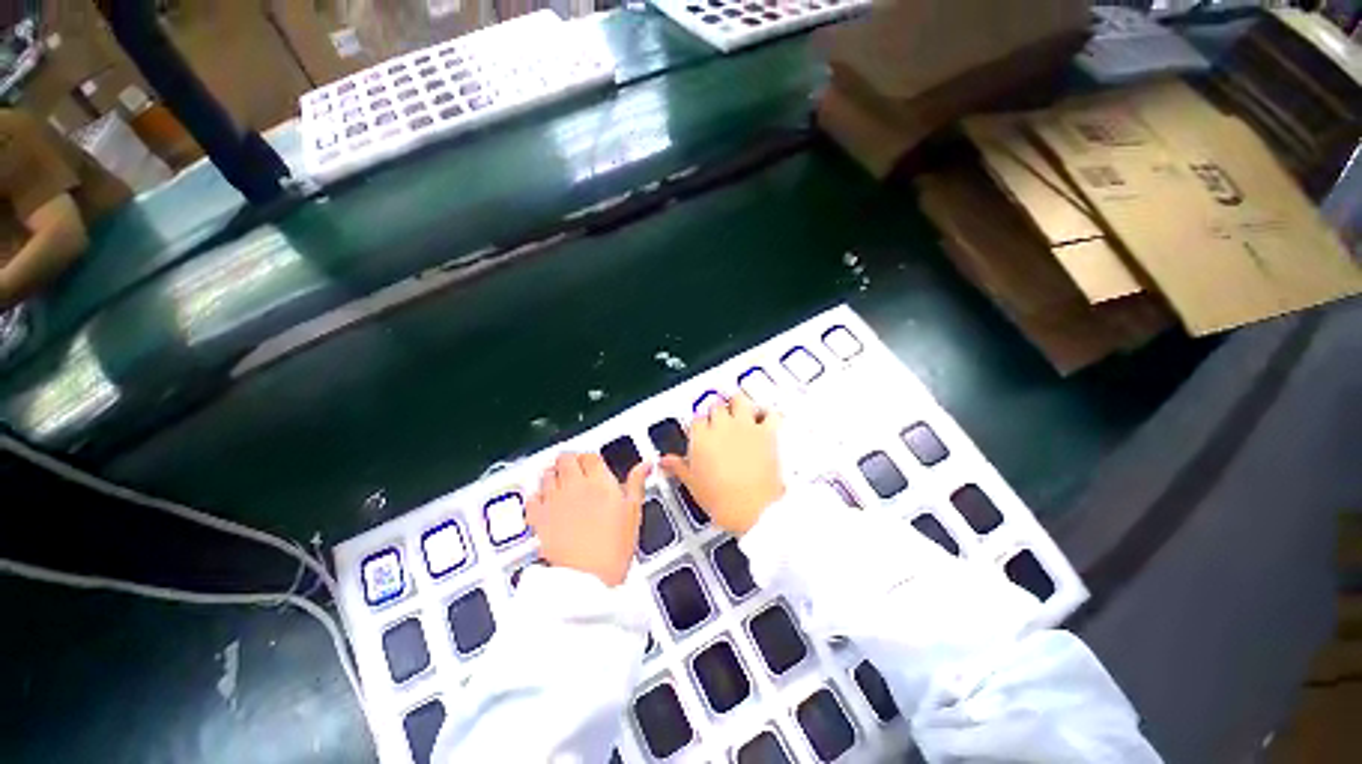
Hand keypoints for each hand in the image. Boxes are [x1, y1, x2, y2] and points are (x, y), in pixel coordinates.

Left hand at [527, 453, 650, 586]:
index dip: (591, 459)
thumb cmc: (613, 548)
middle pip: (566, 458)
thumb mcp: (633, 512)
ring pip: (547, 473)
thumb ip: (637, 483)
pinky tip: (544, 501)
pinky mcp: (538, 518)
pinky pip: (531, 496)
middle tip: (577, 470)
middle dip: (571, 461)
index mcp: (599, 482)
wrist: (587, 579)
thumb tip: (645, 465)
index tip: (594, 466)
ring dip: (554, 474)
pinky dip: (537, 495)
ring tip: (561, 482)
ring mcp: (553, 501)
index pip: (590, 456)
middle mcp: (574, 486)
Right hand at [661, 395, 783, 535]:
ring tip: (738, 408)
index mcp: (701, 438)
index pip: (696, 419)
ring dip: (738, 403)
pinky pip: (770, 413)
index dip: (699, 424)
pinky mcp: (766, 433)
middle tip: (719, 421)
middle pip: (716, 406)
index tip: (702, 430)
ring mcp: (745, 427)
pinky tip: (765, 417)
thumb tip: (666, 462)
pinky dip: (768, 414)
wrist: (753, 509)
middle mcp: (722, 427)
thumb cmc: (722, 500)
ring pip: (739, 400)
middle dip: (717, 411)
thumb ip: (678, 467)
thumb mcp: (692, 484)